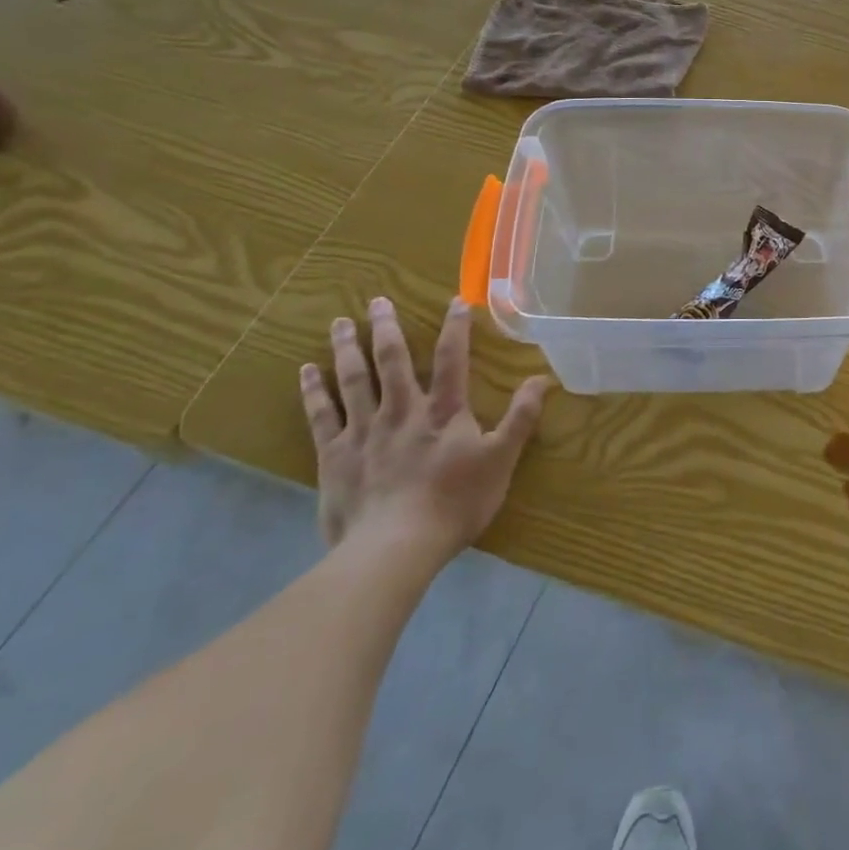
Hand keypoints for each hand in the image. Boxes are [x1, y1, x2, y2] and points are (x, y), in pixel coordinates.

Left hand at [300, 296, 549, 561]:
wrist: (394, 548)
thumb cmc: (454, 503)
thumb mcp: (500, 460)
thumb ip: (521, 418)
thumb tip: (542, 379)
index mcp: (443, 411)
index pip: (451, 359)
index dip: (455, 328)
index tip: (456, 301)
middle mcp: (402, 410)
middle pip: (392, 360)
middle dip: (386, 328)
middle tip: (377, 301)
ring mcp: (364, 431)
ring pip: (353, 380)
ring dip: (347, 348)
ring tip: (341, 322)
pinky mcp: (335, 456)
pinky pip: (321, 416)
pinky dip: (314, 391)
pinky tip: (306, 371)